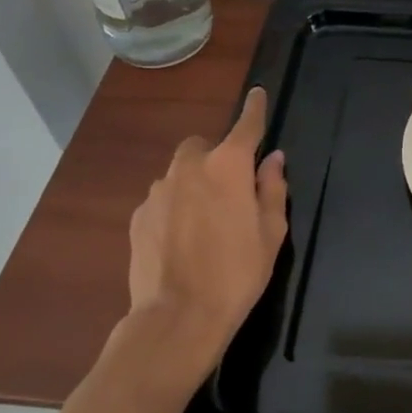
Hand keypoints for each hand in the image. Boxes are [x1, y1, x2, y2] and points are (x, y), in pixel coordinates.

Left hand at [125, 87, 288, 367]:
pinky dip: (174, 206)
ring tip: (204, 220)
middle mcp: (190, 167)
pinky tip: (181, 239)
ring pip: (179, 172)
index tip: (258, 94)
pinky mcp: (139, 217)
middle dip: (216, 156)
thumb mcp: (271, 232)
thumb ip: (272, 188)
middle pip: (203, 145)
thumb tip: (272, 159)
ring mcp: (158, 191)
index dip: (255, 109)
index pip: (246, 125)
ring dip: (193, 183)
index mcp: (229, 166)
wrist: (177, 318)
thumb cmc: (237, 273)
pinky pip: (162, 199)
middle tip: (230, 188)